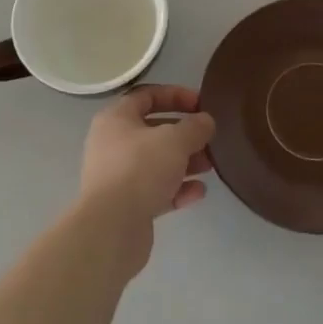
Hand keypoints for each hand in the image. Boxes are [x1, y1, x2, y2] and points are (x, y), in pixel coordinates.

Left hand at [78, 85, 214, 275]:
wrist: (112, 228)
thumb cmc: (140, 169)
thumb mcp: (174, 140)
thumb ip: (194, 127)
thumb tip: (205, 121)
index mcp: (116, 119)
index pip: (147, 96)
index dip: (176, 95)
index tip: (201, 104)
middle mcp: (113, 144)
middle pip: (153, 131)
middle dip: (184, 134)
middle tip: (209, 139)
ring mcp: (118, 176)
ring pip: (157, 162)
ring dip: (185, 162)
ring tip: (210, 166)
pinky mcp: (127, 205)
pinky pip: (156, 190)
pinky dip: (177, 189)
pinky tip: (199, 193)